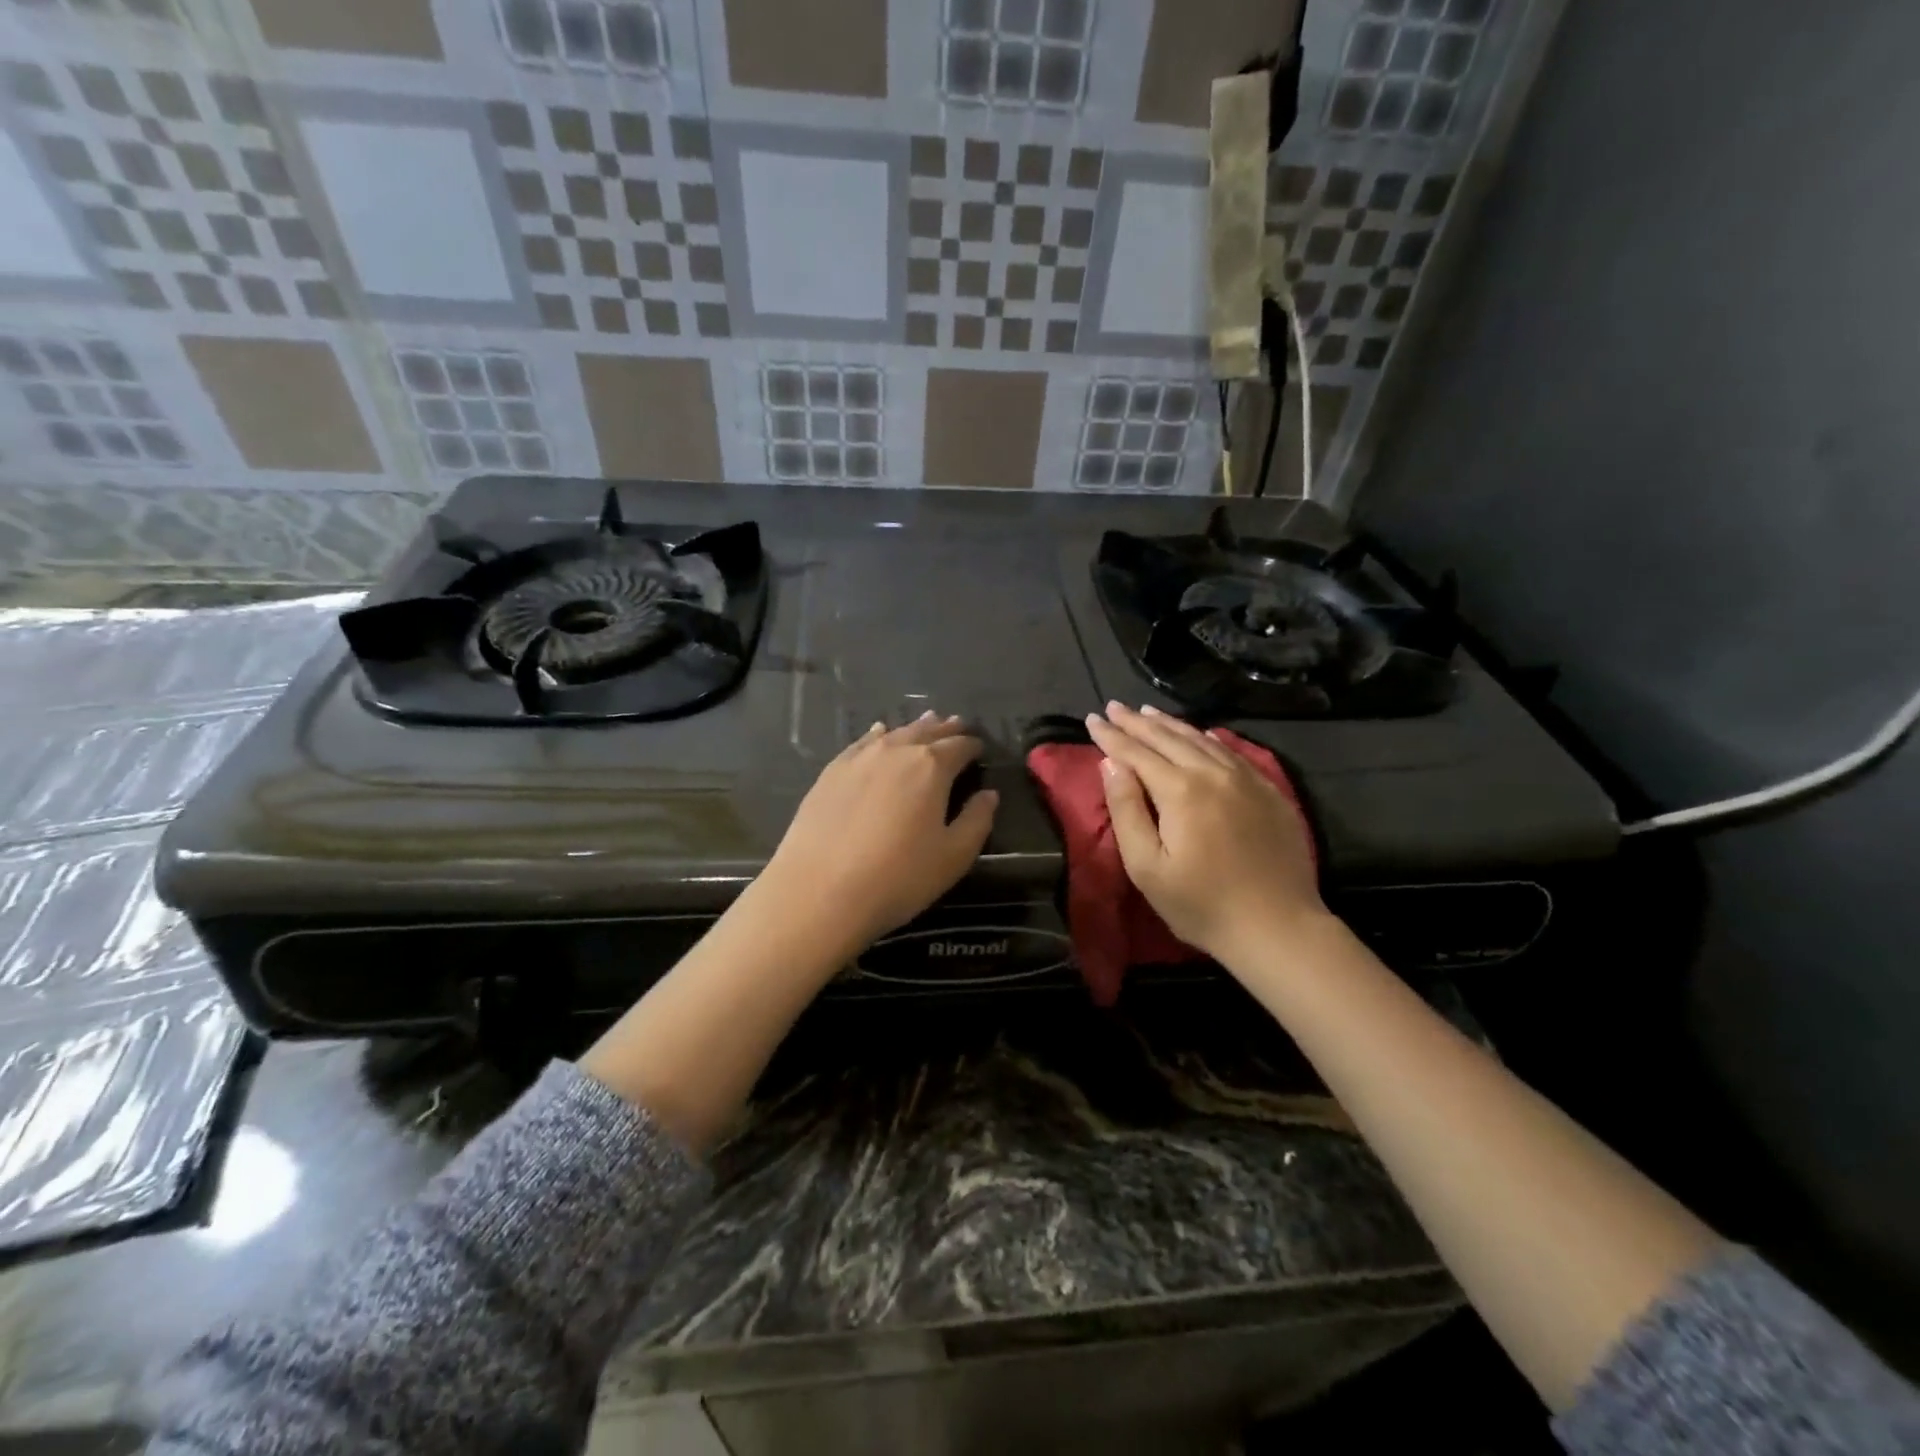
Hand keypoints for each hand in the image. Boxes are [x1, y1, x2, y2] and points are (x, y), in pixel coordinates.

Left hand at [759, 711, 998, 949]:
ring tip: (928, 722)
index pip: (960, 746)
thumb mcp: (952, 857)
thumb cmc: (897, 878)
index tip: (980, 749)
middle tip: (958, 725)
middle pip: (927, 732)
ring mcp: (859, 758)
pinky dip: (878, 735)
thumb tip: (989, 795)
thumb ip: (977, 821)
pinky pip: (862, 742)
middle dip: (946, 729)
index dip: (973, 746)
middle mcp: (896, 751)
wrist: (819, 891)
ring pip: (895, 733)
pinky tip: (880, 733)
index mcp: (932, 767)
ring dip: (916, 728)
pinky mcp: (831, 771)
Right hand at [1086, 703, 1324, 964]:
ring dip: (1170, 724)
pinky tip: (1201, 735)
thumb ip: (1126, 811)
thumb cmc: (1201, 905)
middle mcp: (1213, 773)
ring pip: (1201, 739)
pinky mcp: (1269, 792)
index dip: (1111, 736)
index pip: (1136, 753)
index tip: (1092, 718)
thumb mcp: (1147, 867)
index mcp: (1180, 791)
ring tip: (1148, 713)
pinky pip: (1232, 753)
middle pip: (1168, 738)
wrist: (1278, 927)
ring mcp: (1246, 780)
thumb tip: (1111, 765)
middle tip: (1114, 707)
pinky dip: (1208, 739)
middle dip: (1137, 722)